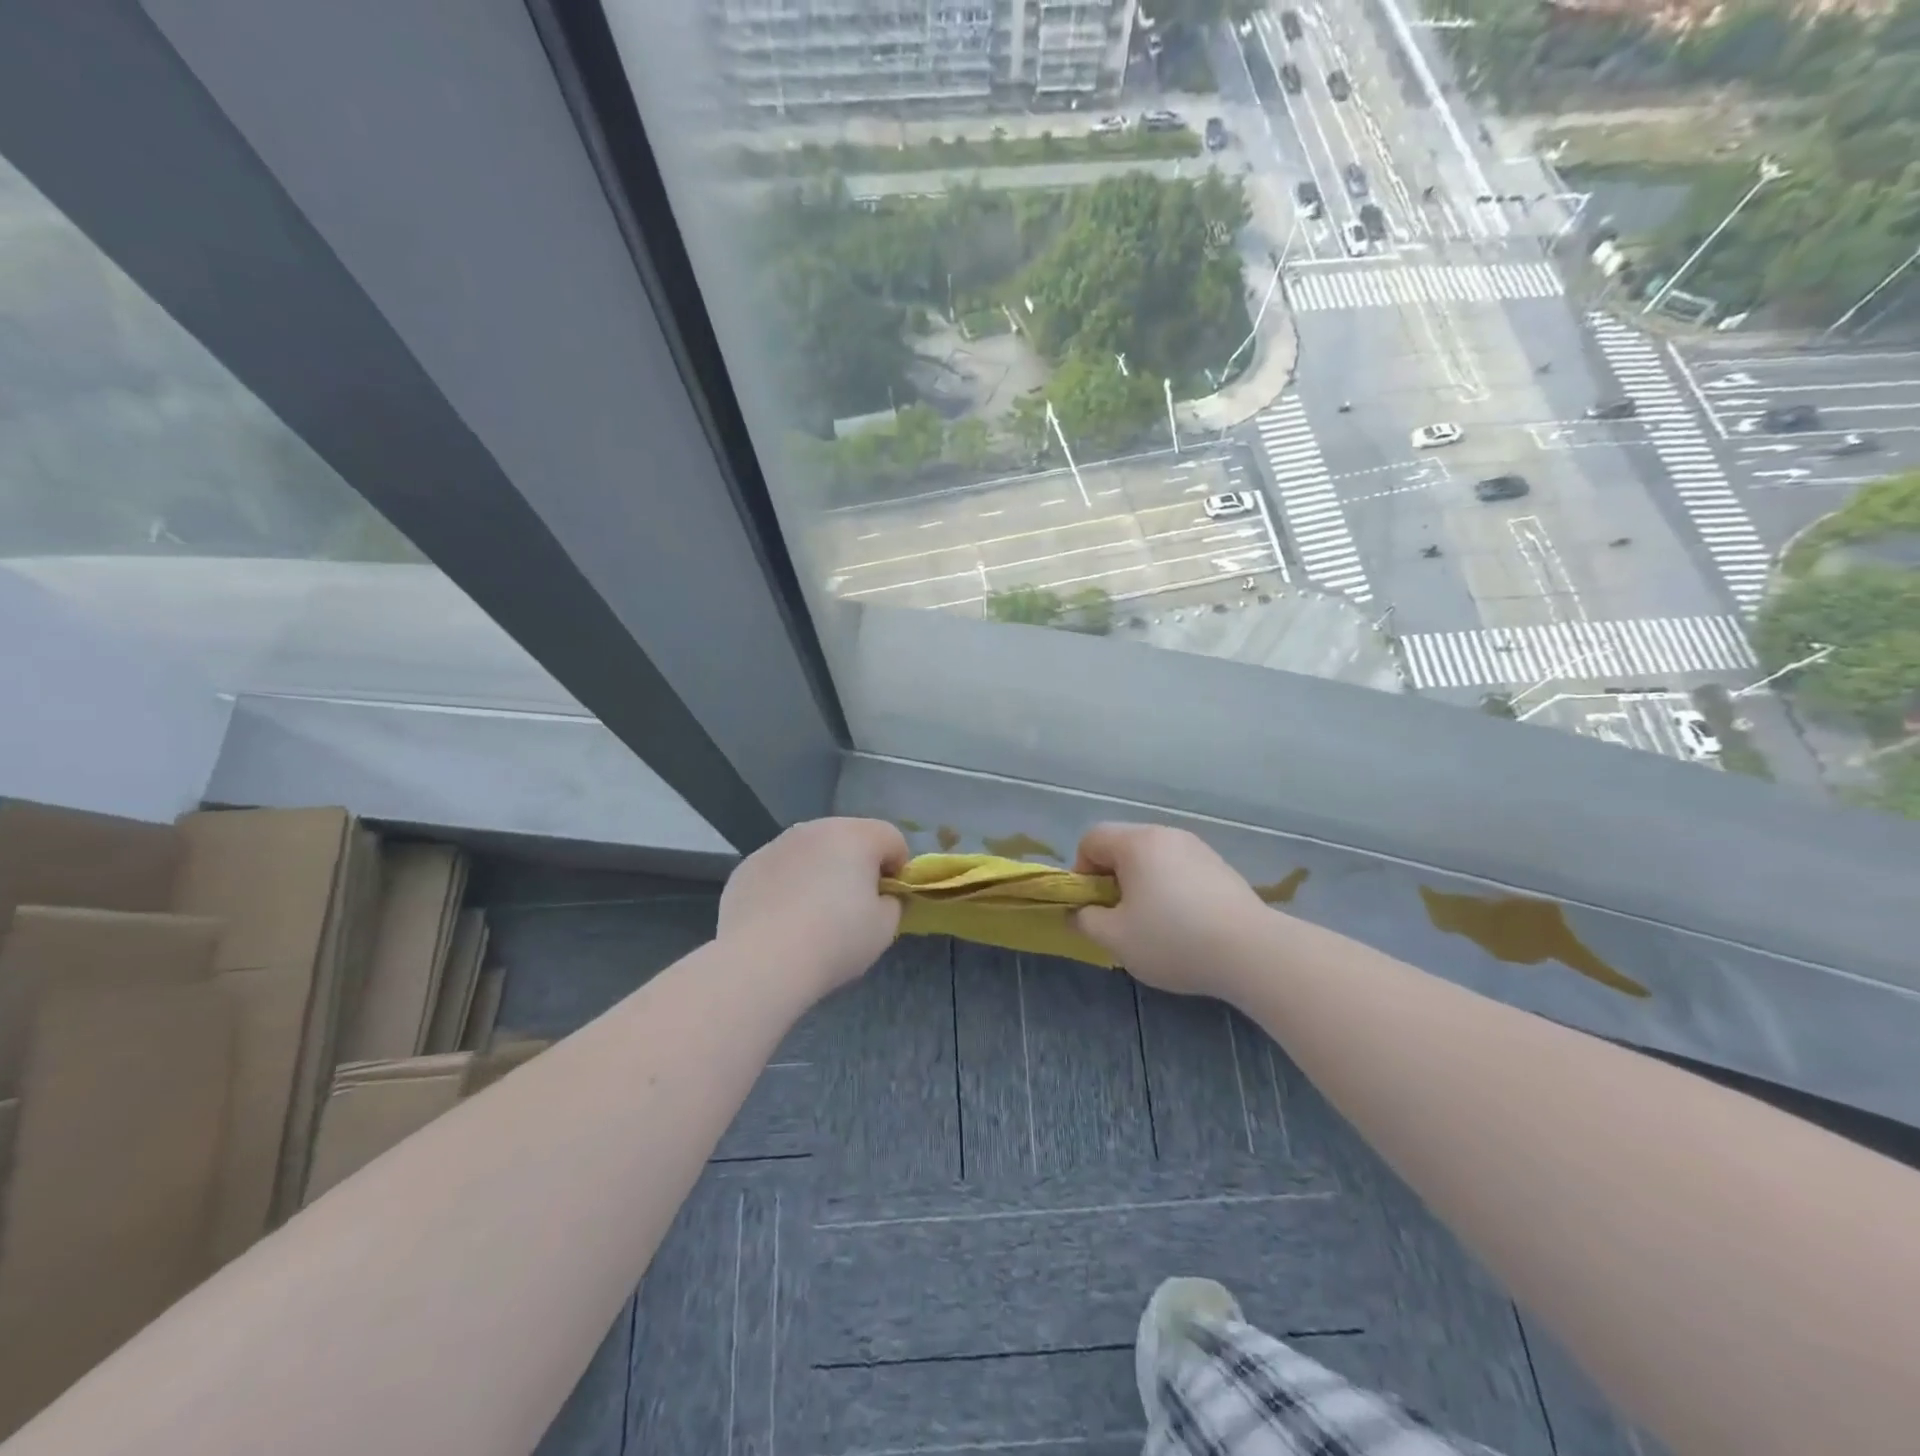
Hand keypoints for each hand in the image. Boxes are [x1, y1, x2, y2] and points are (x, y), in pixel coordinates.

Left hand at [717, 817, 909, 997]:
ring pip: (811, 851)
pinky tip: (782, 919)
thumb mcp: (884, 928)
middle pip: (849, 838)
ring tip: (813, 914)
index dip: (898, 868)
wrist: (762, 961)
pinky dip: (787, 885)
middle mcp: (815, 829)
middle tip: (853, 905)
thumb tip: (879, 897)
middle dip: (857, 865)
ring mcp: (776, 845)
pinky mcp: (748, 866)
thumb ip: (891, 903)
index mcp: (856, 836)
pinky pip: (780, 869)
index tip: (888, 899)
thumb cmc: (835, 940)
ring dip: (820, 871)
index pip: (891, 838)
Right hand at [1071, 823, 1266, 998]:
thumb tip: (1079, 912)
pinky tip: (1185, 925)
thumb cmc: (1173, 939)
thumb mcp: (1116, 938)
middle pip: (1123, 846)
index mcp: (1136, 843)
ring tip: (1153, 924)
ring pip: (1153, 859)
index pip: (1091, 839)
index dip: (1080, 871)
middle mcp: (1166, 835)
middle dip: (1111, 879)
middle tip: (1119, 917)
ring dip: (1142, 885)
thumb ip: (1086, 921)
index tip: (1092, 906)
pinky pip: (1180, 870)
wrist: (1252, 951)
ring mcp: (1198, 849)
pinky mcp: (1221, 867)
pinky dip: (1170, 890)